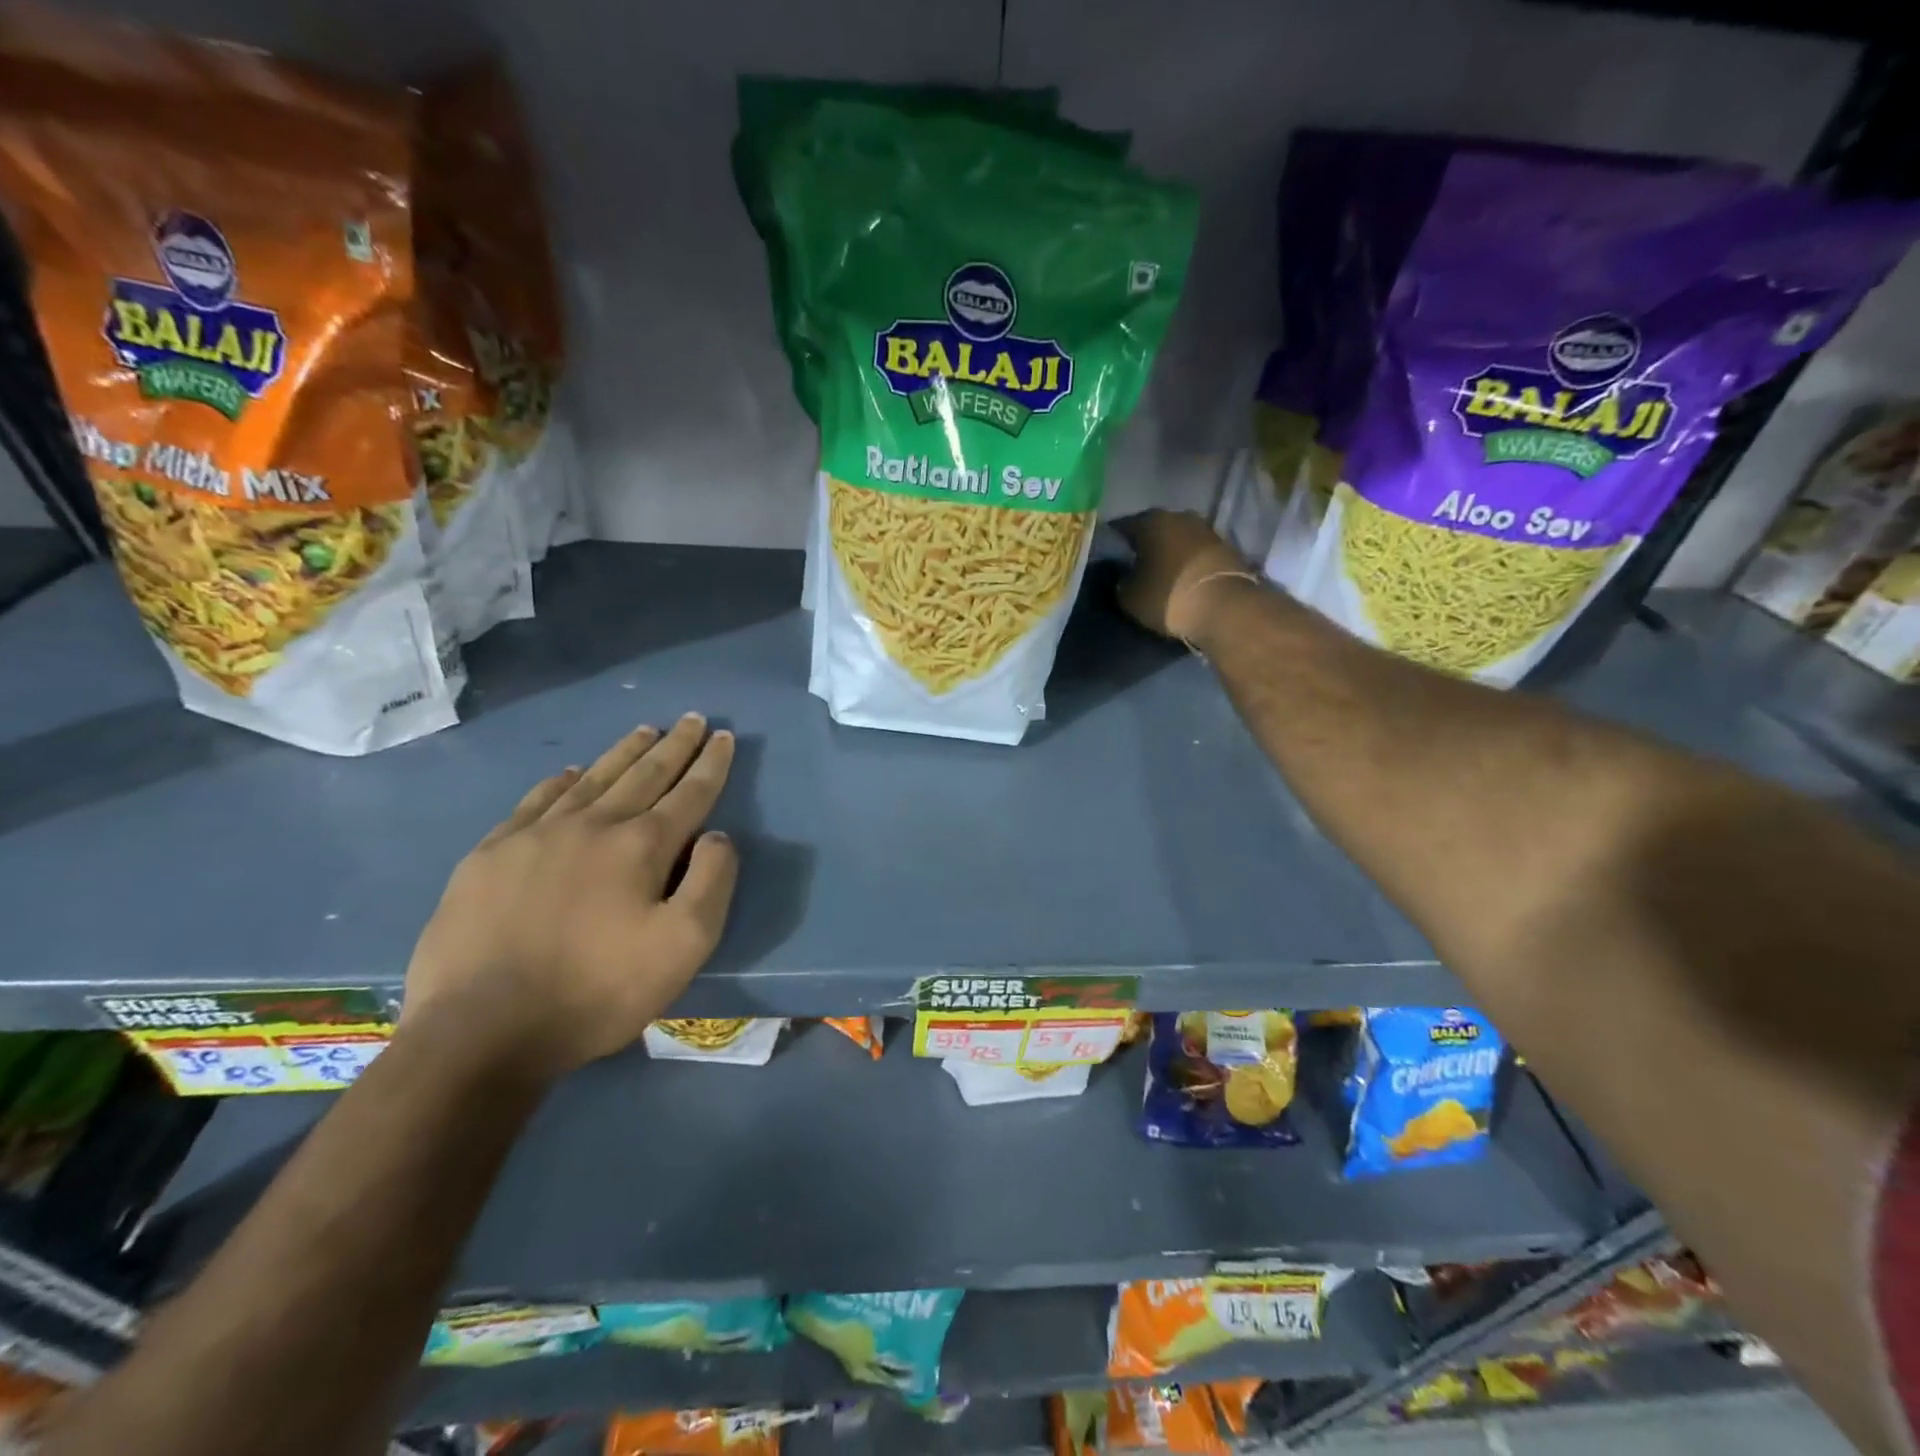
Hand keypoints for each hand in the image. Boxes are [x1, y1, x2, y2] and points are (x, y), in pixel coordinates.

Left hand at [400, 714, 738, 1079]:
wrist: (481, 1031)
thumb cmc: (597, 992)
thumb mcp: (684, 947)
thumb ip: (712, 882)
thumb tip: (717, 836)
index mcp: (641, 846)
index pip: (689, 793)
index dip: (711, 764)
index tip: (725, 736)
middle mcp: (592, 825)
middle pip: (643, 774)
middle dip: (674, 745)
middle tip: (691, 718)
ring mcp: (535, 836)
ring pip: (592, 779)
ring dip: (624, 752)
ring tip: (645, 730)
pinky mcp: (490, 856)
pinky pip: (535, 802)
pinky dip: (560, 782)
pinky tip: (570, 773)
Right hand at [1113, 510, 1256, 643]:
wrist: (1226, 608)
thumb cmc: (1169, 597)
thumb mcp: (1129, 596)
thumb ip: (1120, 580)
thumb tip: (1123, 574)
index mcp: (1150, 521)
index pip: (1120, 527)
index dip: (1111, 544)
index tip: (1107, 560)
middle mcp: (1178, 515)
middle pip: (1152, 529)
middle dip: (1142, 545)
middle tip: (1132, 566)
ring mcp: (1205, 528)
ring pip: (1176, 538)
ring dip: (1167, 552)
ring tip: (1158, 573)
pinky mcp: (1225, 546)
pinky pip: (1195, 551)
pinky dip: (1186, 561)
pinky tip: (1181, 577)